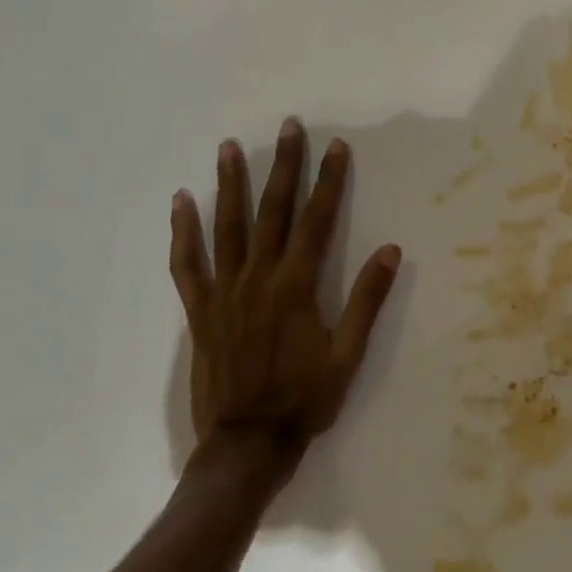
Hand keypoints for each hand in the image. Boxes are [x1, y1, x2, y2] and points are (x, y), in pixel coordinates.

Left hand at [169, 119, 401, 481]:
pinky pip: (187, 264)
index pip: (317, 219)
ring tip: (229, 147)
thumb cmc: (305, 399)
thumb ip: (367, 299)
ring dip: (230, 184)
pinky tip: (181, 203)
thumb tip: (391, 250)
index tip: (336, 147)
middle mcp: (259, 278)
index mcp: (297, 285)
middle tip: (288, 127)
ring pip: (227, 227)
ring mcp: (225, 292)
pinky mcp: (200, 310)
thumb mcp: (348, 354)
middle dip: (283, 165)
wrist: (247, 444)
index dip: (329, 180)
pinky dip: (183, 232)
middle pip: (272, 211)